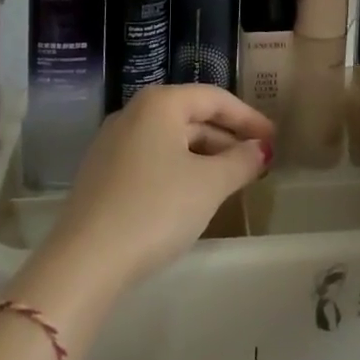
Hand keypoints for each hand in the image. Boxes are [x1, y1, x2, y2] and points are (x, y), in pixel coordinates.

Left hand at [45, 85, 272, 291]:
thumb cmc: (155, 208)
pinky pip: (151, 159)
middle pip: (191, 117)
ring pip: (170, 140)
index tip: (273, 138)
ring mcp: (112, 143)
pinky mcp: (101, 174)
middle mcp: (133, 113)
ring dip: (204, 156)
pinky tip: (192, 195)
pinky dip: (178, 169)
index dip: (248, 117)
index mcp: (159, 103)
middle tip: (257, 161)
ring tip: (231, 180)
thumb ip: (240, 161)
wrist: (85, 260)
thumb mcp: (208, 185)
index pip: (214, 98)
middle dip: (227, 138)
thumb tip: (261, 149)